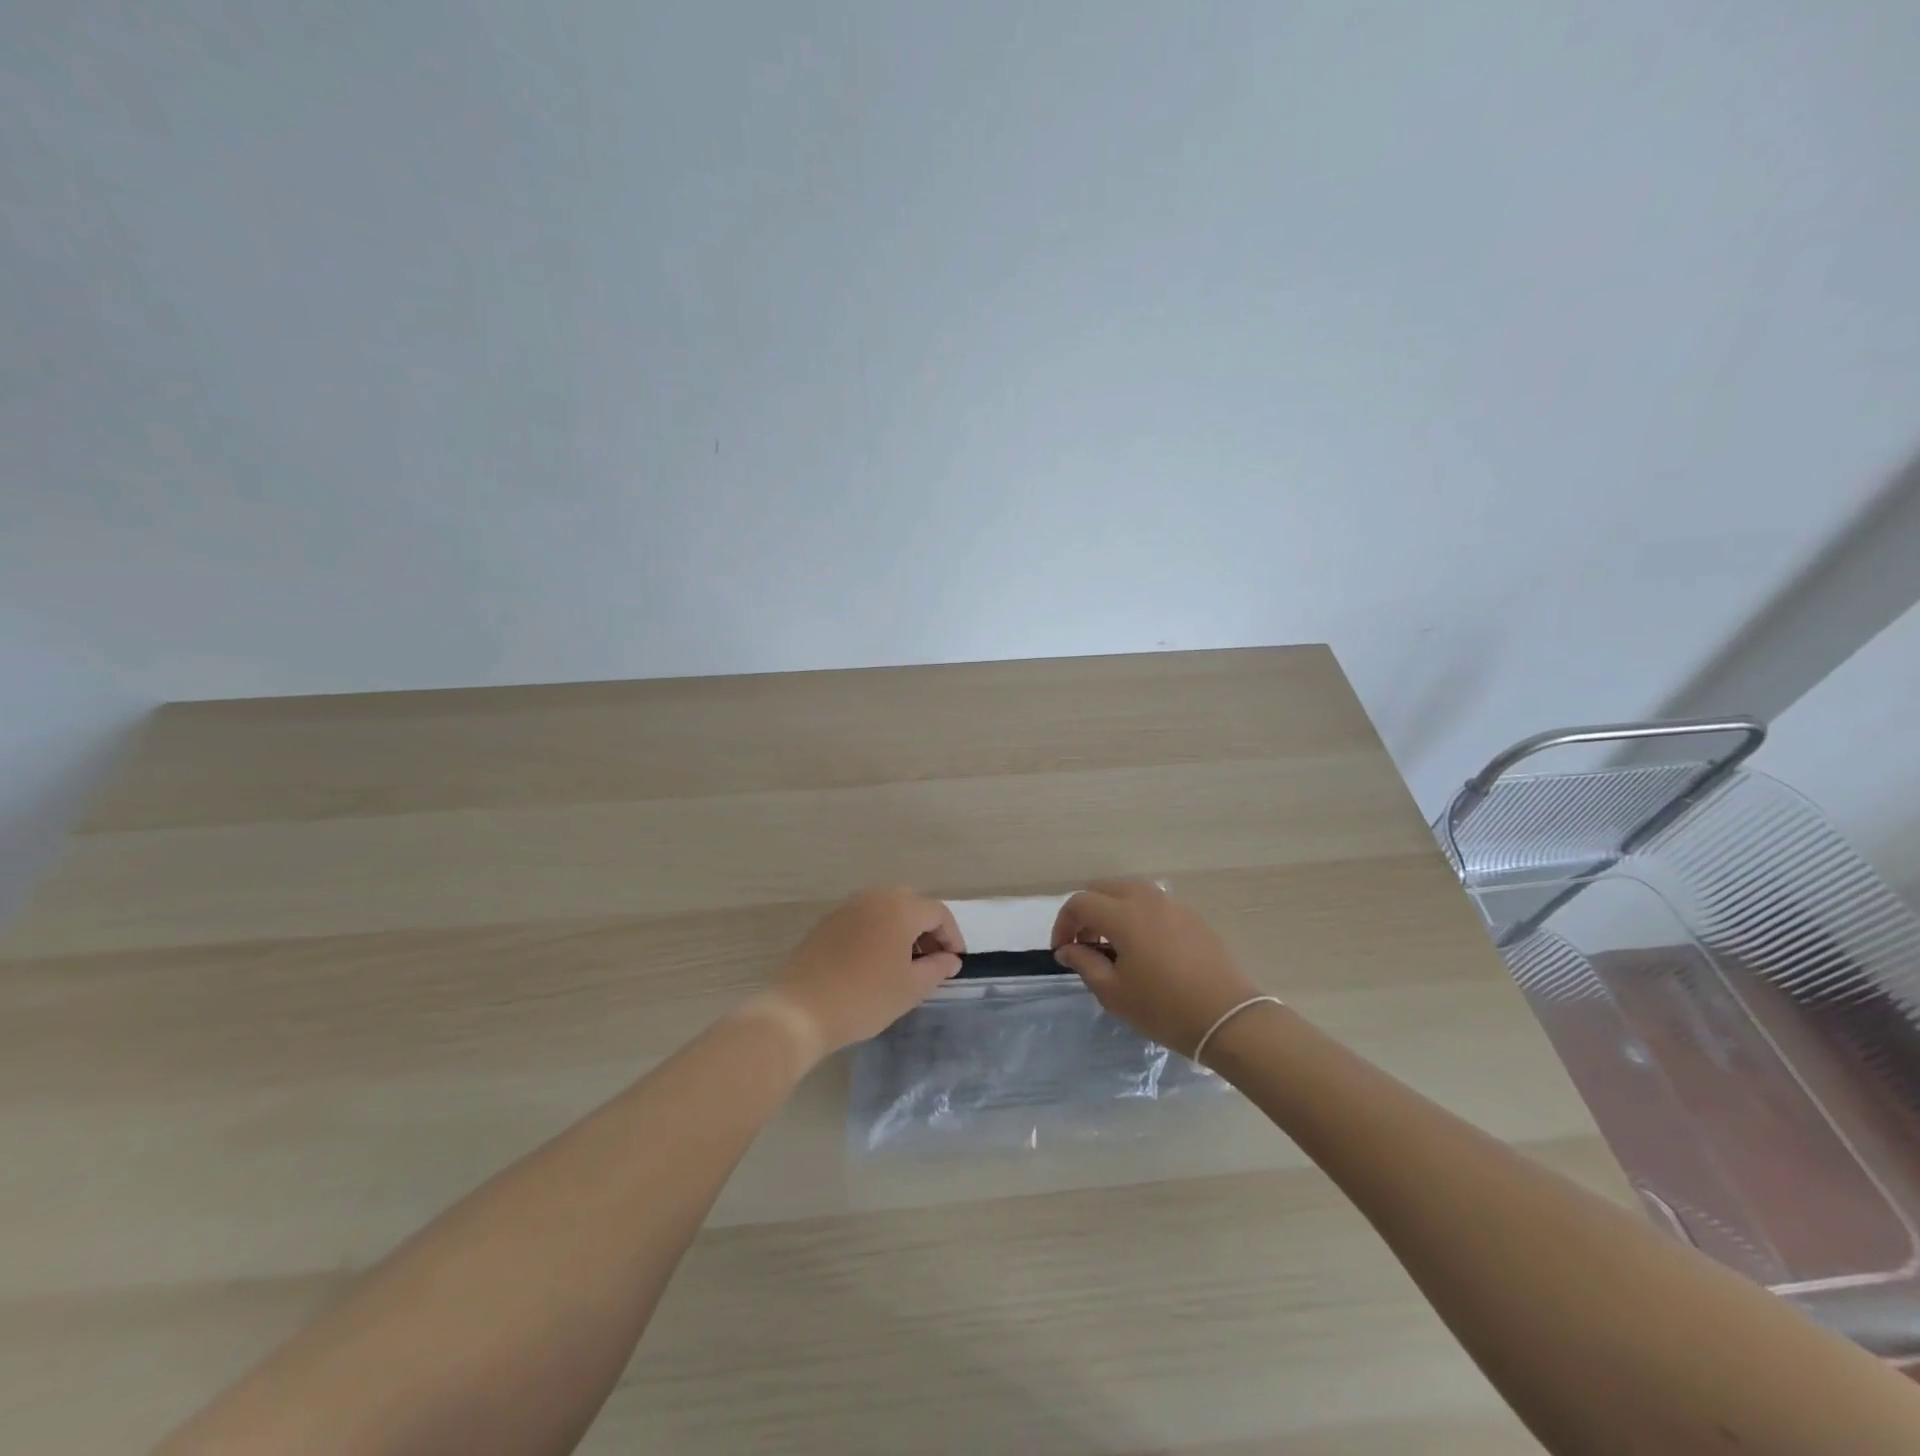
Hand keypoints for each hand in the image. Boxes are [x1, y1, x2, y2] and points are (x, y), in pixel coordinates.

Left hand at [760, 886, 964, 1059]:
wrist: (800, 1010)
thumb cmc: (865, 998)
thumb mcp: (911, 988)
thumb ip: (937, 968)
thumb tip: (951, 959)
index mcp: (899, 908)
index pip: (938, 912)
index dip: (952, 935)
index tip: (955, 961)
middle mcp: (874, 897)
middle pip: (911, 904)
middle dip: (927, 929)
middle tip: (932, 959)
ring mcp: (847, 907)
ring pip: (885, 908)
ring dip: (902, 928)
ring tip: (904, 963)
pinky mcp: (827, 922)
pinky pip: (863, 918)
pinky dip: (877, 932)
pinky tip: (874, 962)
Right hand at [1051, 881, 1263, 1058]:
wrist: (1229, 1019)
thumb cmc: (1165, 1008)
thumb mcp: (1115, 993)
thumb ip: (1085, 964)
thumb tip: (1067, 949)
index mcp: (1123, 914)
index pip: (1079, 903)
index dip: (1063, 924)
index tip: (1062, 951)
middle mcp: (1147, 898)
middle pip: (1103, 889)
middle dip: (1086, 913)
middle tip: (1085, 945)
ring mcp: (1173, 904)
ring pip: (1129, 892)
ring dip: (1112, 911)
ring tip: (1114, 947)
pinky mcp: (1192, 916)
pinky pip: (1153, 904)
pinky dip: (1137, 916)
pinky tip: (1144, 949)